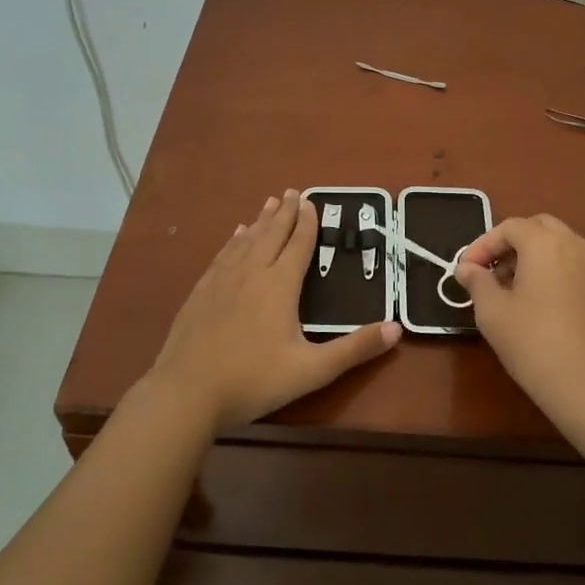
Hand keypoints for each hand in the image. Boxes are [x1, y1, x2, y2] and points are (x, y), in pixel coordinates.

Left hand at [147, 190, 400, 431]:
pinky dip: (234, 241)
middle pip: (271, 234)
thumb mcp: (312, 370)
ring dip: (260, 221)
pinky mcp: (201, 292)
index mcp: (279, 285)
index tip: (312, 202)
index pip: (298, 245)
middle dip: (285, 212)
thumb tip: (397, 328)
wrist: (186, 392)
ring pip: (246, 241)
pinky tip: (235, 236)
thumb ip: (354, 349)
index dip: (307, 223)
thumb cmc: (253, 380)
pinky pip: (223, 255)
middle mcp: (252, 273)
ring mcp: (222, 281)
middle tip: (293, 191)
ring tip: (269, 203)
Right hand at [454, 214, 584, 418]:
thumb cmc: (534, 343)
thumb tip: (466, 268)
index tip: (463, 270)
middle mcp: (573, 244)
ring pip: (554, 245)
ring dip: (527, 256)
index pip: (509, 227)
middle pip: (536, 228)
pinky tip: (530, 301)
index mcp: (545, 242)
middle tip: (486, 270)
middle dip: (507, 244)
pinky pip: (567, 263)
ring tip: (504, 288)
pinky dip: (546, 269)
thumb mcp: (493, 312)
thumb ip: (477, 282)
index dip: (482, 245)